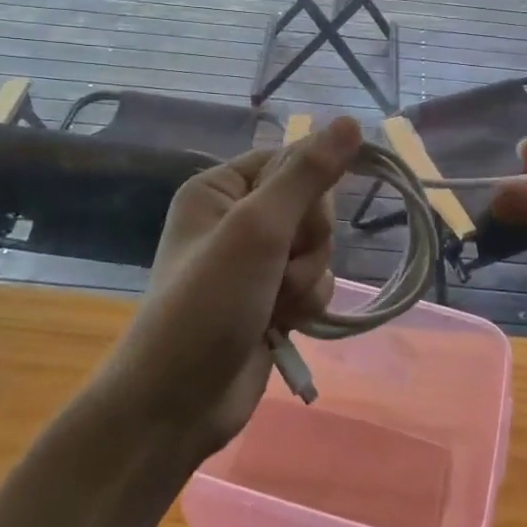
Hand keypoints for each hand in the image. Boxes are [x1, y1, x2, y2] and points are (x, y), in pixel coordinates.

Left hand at [112, 116, 360, 454]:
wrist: (177, 405)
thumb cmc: (207, 304)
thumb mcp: (257, 229)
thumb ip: (307, 174)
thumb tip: (350, 122)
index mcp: (220, 188)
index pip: (291, 160)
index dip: (307, 189)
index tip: (299, 219)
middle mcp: (237, 218)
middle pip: (311, 206)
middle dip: (306, 242)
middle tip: (278, 268)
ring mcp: (256, 262)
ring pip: (319, 247)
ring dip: (307, 278)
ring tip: (275, 305)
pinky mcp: (272, 299)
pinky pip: (316, 281)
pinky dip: (307, 302)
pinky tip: (284, 324)